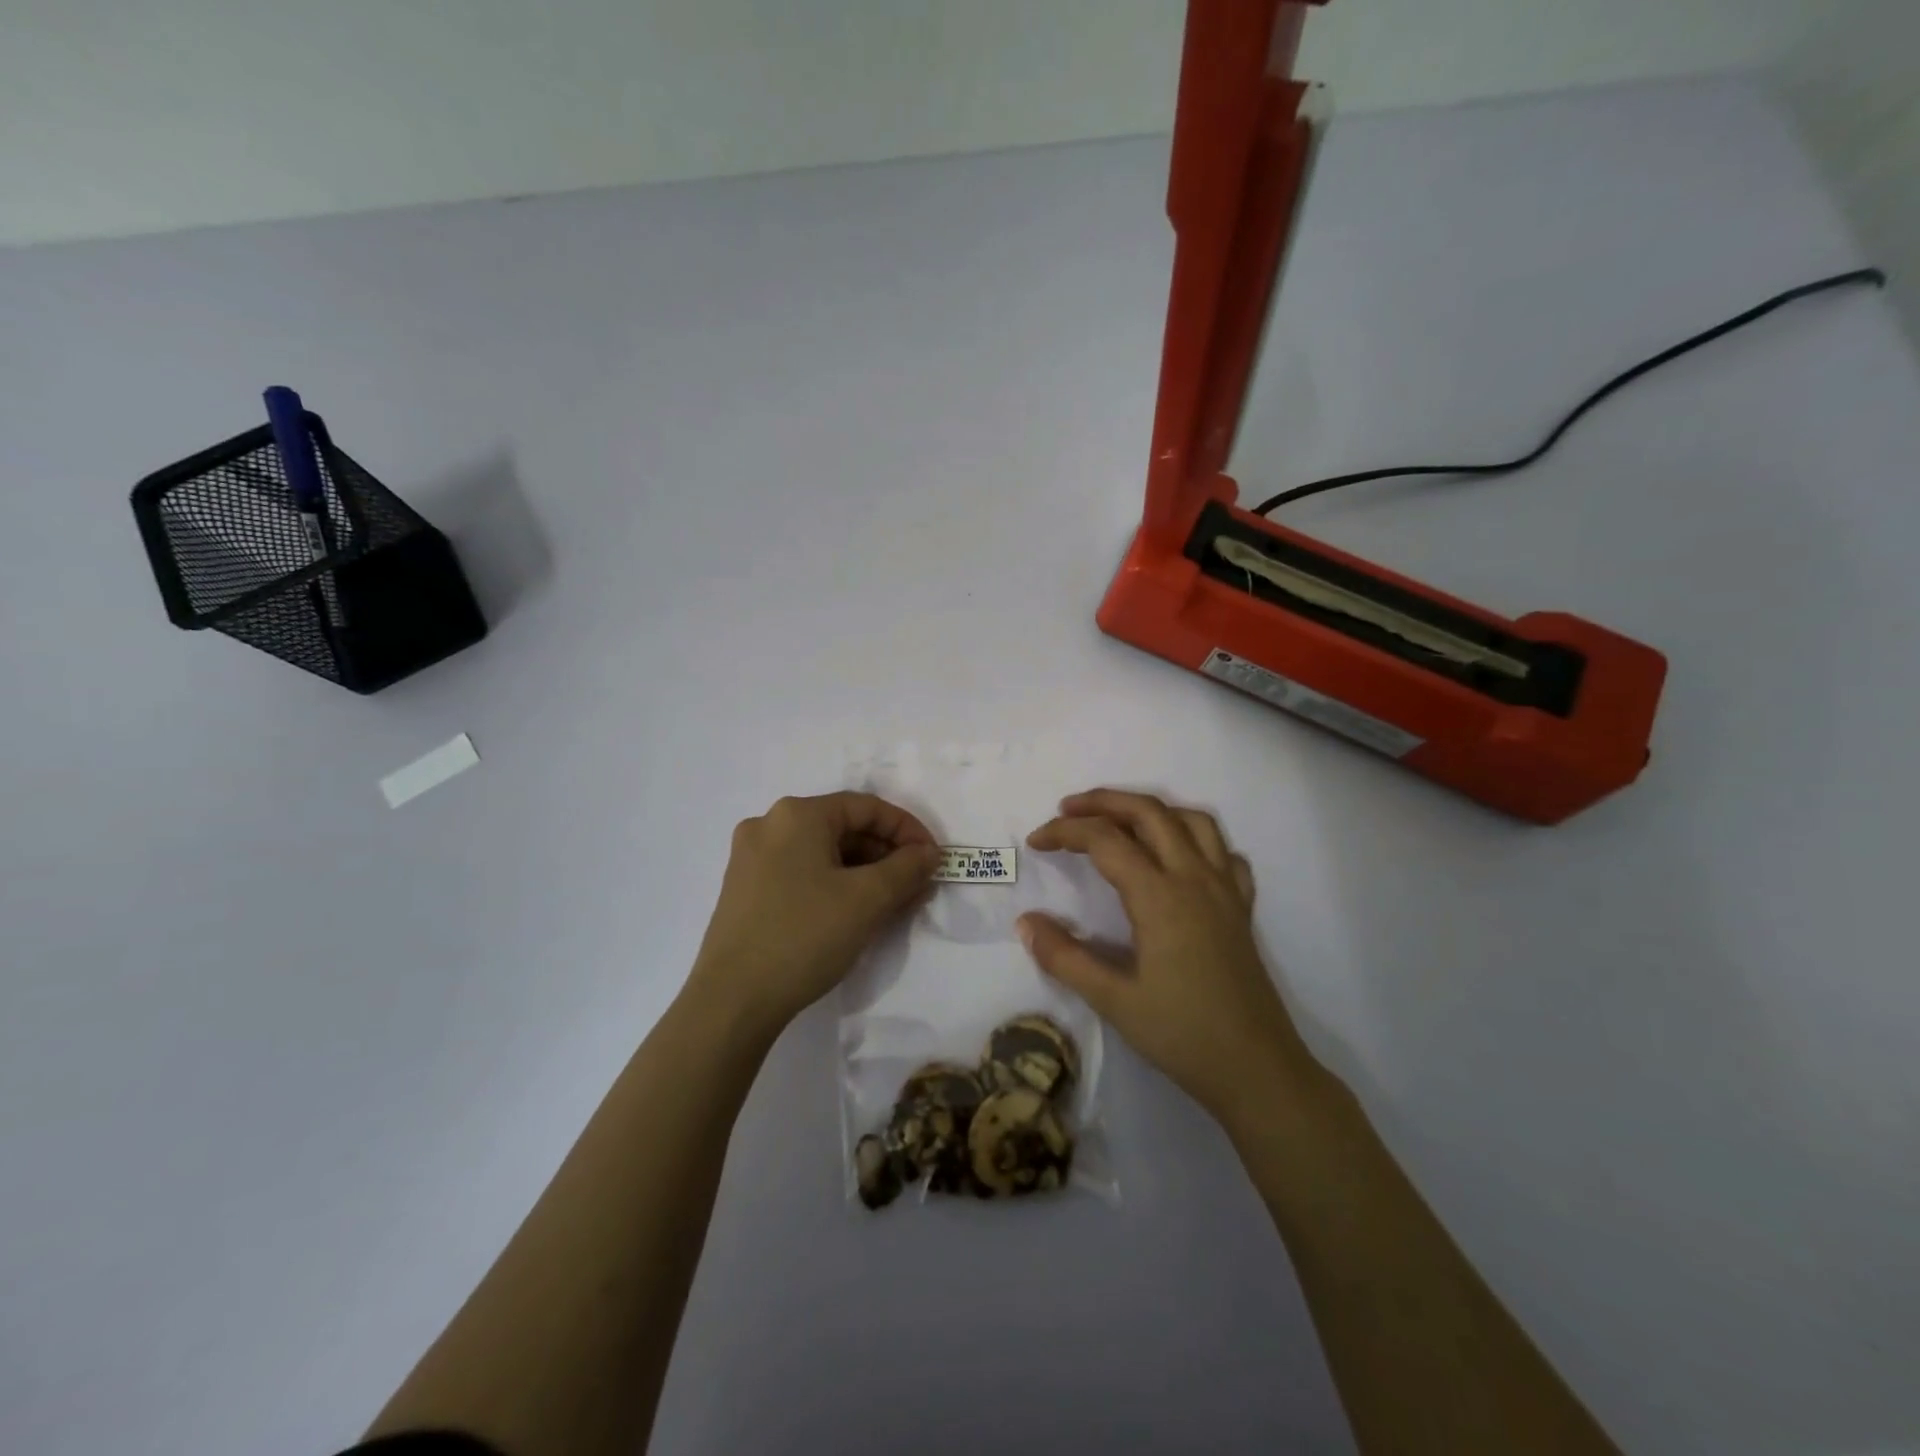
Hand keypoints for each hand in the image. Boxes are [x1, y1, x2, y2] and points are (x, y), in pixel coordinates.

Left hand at [687, 793, 939, 1037]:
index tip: (932, 860)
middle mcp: (769, 825)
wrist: (732, 1001)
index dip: (907, 830)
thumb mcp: (868, 899)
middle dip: (886, 854)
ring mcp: (751, 858)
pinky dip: (835, 885)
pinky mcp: (744, 890)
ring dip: (863, 872)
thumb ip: (907, 867)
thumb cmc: (804, 936)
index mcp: (797, 815)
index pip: (867, 807)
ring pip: (823, 853)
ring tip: (891, 903)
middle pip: (843, 827)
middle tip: (916, 885)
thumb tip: (927, 853)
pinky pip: (802, 873)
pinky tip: (853, 913)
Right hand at [1019, 789, 1314, 1121]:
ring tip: (1120, 821)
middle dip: (1104, 801)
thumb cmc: (1182, 1035)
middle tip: (1067, 809)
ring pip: (1192, 820)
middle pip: (1149, 812)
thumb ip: (1064, 957)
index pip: (1105, 840)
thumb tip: (1025, 922)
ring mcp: (1225, 890)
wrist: (1257, 1071)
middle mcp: (1195, 878)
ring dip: (1151, 809)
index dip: (1065, 832)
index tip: (1036, 842)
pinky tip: (1180, 857)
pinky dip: (1197, 838)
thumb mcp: (1113, 1001)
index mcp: (1160, 896)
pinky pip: (1224, 851)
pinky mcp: (1242, 907)